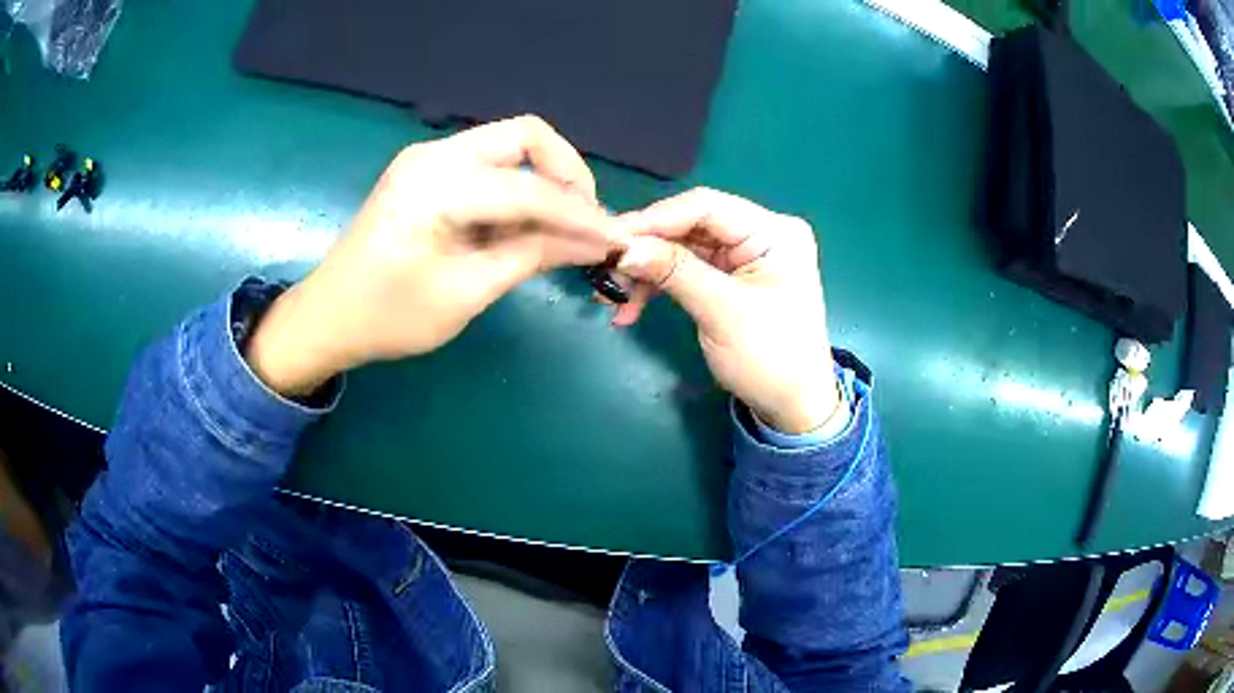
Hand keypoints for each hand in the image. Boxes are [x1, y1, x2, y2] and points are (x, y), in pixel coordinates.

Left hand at [247, 116, 622, 395]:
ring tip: (561, 229)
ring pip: (510, 146)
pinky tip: (523, 225)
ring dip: (543, 181)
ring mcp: (429, 158)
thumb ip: (531, 257)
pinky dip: (517, 189)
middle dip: (567, 174)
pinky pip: (489, 164)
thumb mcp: (465, 293)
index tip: (614, 239)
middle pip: (525, 136)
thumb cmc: (388, 316)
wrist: (328, 316)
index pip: (529, 187)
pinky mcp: (427, 171)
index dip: (578, 213)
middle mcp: (434, 155)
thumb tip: (593, 242)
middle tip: (585, 220)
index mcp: (436, 186)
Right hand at [614, 189, 839, 433]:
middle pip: (689, 226)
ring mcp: (743, 256)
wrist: (792, 406)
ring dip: (645, 272)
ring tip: (611, 299)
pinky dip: (658, 286)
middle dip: (646, 250)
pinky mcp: (729, 277)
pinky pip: (685, 270)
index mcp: (773, 231)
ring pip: (681, 249)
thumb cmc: (771, 358)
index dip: (654, 219)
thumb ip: (674, 271)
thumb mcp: (723, 313)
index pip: (705, 206)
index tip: (611, 240)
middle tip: (605, 271)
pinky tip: (630, 309)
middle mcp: (759, 233)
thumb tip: (622, 248)